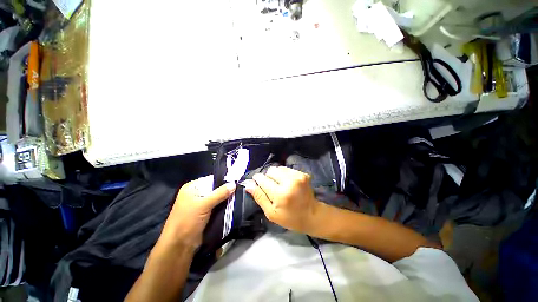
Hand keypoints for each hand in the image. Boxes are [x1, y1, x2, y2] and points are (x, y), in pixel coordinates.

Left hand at [160, 176, 235, 249]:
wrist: (180, 246)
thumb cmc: (188, 220)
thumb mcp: (204, 205)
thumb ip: (220, 193)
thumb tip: (234, 184)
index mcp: (193, 187)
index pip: (211, 179)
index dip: (223, 180)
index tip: (236, 181)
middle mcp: (197, 193)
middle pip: (215, 188)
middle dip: (226, 190)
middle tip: (239, 190)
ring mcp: (201, 204)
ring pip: (218, 198)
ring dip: (226, 199)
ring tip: (239, 196)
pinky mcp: (206, 213)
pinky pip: (218, 206)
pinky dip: (224, 206)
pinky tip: (233, 204)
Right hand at [244, 166, 320, 233]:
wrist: (312, 215)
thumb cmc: (290, 218)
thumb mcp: (271, 213)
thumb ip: (259, 197)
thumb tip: (248, 184)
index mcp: (280, 194)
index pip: (263, 179)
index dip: (258, 180)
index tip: (257, 183)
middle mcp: (290, 181)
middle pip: (271, 170)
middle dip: (268, 178)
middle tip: (272, 188)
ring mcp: (298, 176)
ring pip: (278, 168)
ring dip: (276, 175)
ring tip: (280, 185)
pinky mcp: (303, 173)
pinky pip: (287, 169)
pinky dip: (284, 175)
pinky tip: (287, 183)